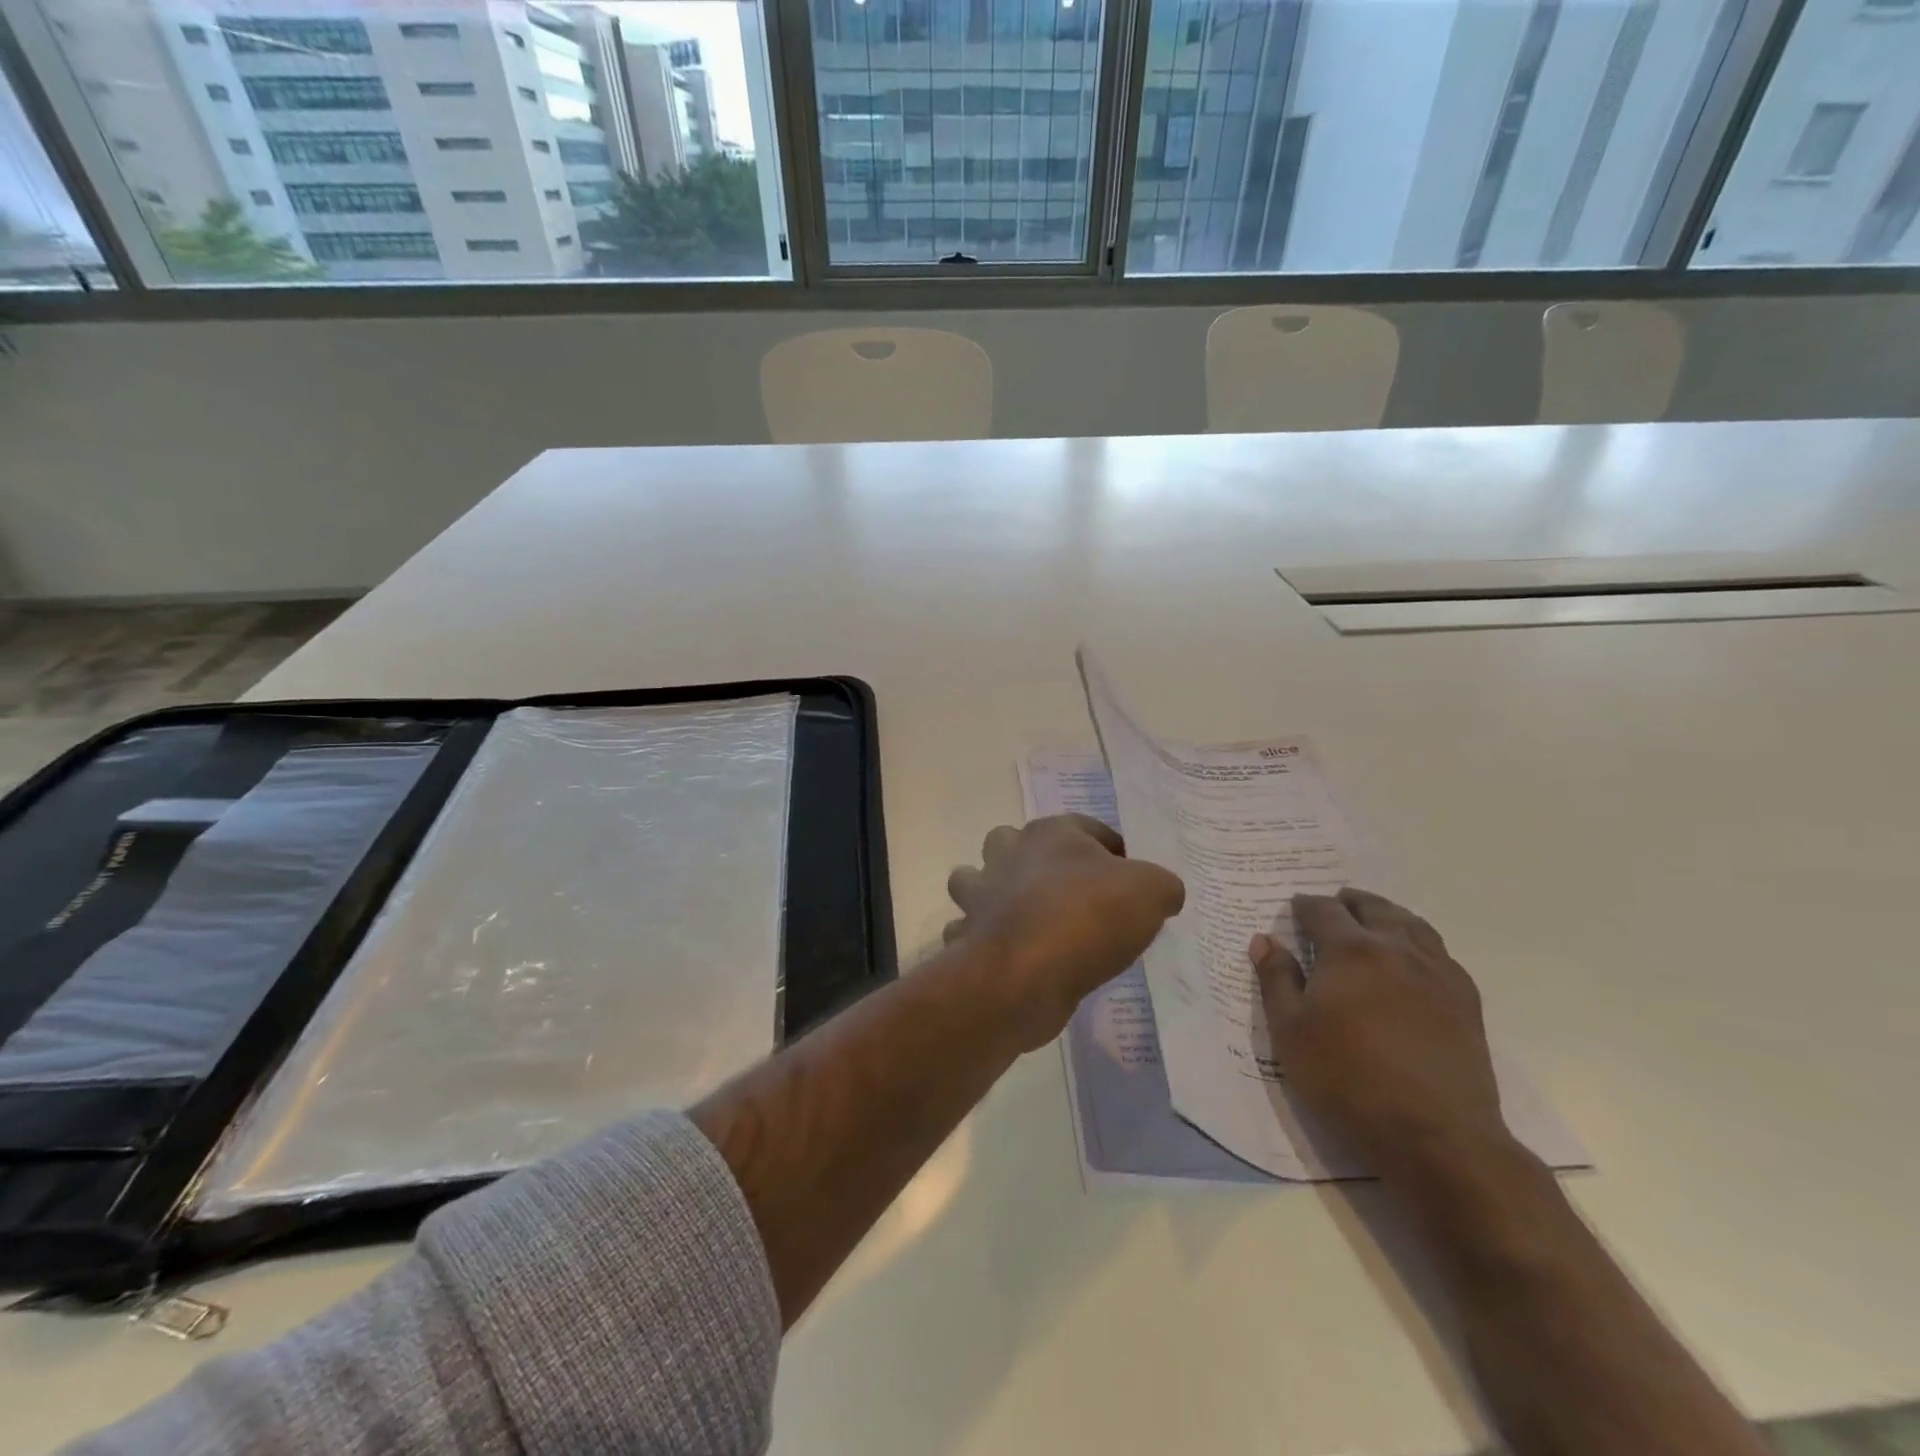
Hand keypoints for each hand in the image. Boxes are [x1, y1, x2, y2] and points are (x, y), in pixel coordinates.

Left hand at [944, 815, 1184, 1050]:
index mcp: (1050, 833)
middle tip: (1069, 894)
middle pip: (1014, 842)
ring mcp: (981, 896)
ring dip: (993, 894)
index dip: (1112, 849)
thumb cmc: (1087, 918)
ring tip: (1029, 920)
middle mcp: (1008, 855)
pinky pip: (969, 931)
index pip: (1087, 827)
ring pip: (975, 881)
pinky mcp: (969, 937)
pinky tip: (1010, 958)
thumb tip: (1163, 892)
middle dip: (1034, 860)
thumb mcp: (1150, 893)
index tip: (1130, 881)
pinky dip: (982, 941)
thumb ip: (1161, 886)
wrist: (1023, 975)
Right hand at [1251, 888, 1511, 1180]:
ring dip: (1388, 914)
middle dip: (1349, 902)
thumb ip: (1276, 979)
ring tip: (1374, 919)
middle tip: (1335, 904)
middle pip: (1373, 908)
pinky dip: (1420, 941)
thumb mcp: (1290, 1031)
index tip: (1295, 908)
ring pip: (1412, 924)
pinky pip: (1441, 952)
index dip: (1305, 905)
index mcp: (1350, 950)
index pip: (1323, 911)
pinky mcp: (1466, 1001)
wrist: (1437, 1135)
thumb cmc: (1348, 1079)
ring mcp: (1437, 973)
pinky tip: (1414, 957)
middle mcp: (1396, 948)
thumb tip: (1264, 939)